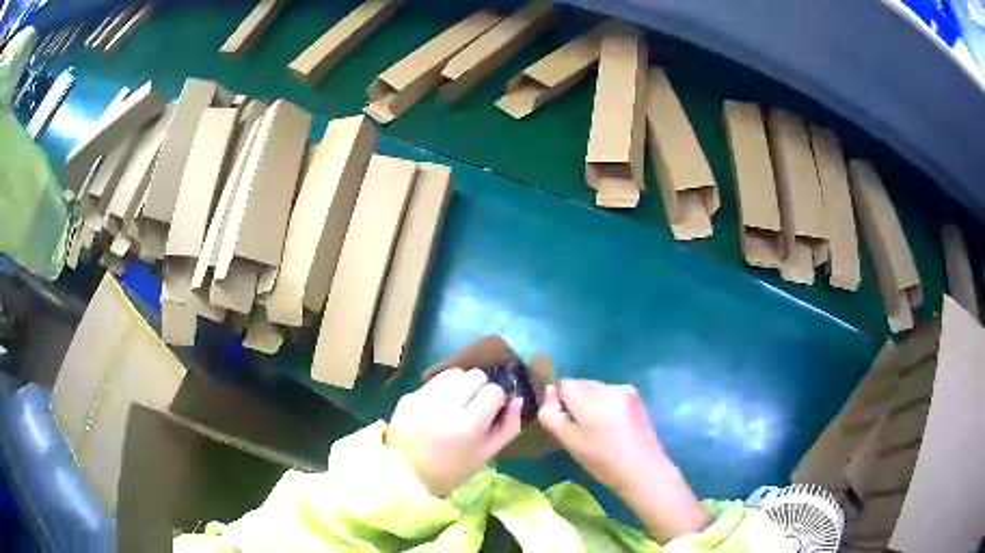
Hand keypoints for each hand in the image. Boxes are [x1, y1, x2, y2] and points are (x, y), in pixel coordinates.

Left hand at [387, 368, 522, 496]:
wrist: (405, 476)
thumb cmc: (451, 471)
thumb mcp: (486, 455)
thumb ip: (508, 427)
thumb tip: (517, 399)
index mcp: (468, 426)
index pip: (494, 391)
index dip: (497, 400)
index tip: (492, 412)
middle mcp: (445, 407)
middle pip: (476, 375)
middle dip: (481, 388)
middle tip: (475, 406)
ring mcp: (423, 399)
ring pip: (454, 372)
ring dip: (461, 384)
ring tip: (457, 403)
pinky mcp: (408, 396)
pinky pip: (433, 381)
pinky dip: (441, 390)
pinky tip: (438, 408)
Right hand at [538, 380, 707, 540]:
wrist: (642, 469)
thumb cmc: (601, 461)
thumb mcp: (568, 441)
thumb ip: (551, 414)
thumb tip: (550, 392)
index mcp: (590, 400)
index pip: (563, 384)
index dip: (559, 401)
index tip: (565, 422)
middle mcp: (608, 387)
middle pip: (580, 384)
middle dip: (575, 400)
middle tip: (581, 428)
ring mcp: (624, 389)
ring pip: (595, 388)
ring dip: (591, 402)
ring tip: (598, 428)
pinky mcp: (635, 395)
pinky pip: (610, 392)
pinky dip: (606, 403)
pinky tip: (613, 424)